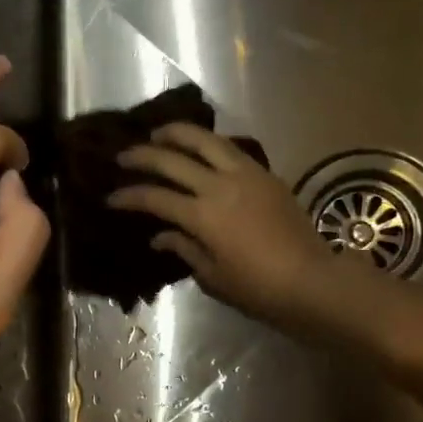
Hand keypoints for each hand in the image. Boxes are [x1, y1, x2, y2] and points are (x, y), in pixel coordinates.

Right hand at [109, 123, 337, 329]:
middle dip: (143, 155)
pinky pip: (230, 149)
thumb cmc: (258, 288)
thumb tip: (160, 236)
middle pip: (173, 159)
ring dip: (178, 133)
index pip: (155, 198)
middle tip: (123, 156)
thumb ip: (184, 249)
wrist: (311, 280)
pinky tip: (200, 147)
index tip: (111, 197)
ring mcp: (245, 175)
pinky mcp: (265, 174)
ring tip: (159, 133)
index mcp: (203, 216)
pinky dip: (208, 143)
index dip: (129, 196)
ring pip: (205, 140)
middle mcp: (220, 186)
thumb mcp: (213, 277)